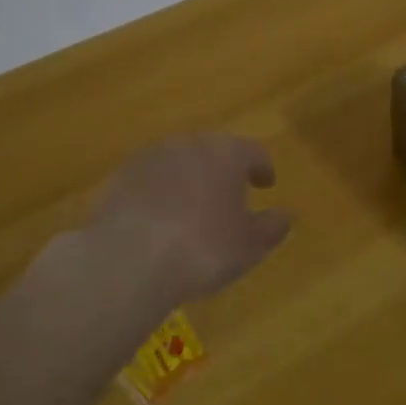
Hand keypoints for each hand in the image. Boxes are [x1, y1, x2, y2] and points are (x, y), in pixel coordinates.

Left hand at [86, 134, 292, 306]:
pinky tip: (160, 219)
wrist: (128, 260)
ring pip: (179, 162)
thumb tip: (285, 215)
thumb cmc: (203, 248)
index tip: (266, 184)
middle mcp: (189, 144)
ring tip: (193, 208)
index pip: (253, 151)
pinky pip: (150, 179)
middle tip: (230, 194)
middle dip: (224, 169)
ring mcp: (150, 157)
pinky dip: (160, 192)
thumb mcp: (250, 245)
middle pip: (213, 150)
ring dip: (189, 179)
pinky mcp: (120, 177)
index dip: (262, 168)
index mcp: (227, 153)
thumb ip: (272, 227)